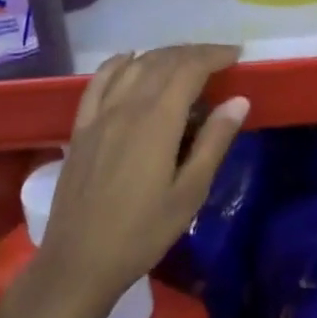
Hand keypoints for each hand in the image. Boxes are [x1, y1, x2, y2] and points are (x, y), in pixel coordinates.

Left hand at [0, 45, 248, 317]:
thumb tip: (238, 100)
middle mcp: (127, 107)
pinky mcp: (81, 128)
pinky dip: (118, 63)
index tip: (236, 55)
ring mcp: (99, 115)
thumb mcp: (189, 194)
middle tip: (219, 59)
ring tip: (185, 60)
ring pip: (134, 66)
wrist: (78, 264)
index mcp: (157, 121)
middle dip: (194, 53)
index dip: (214, 55)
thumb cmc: (141, 233)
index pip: (189, 69)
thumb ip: (214, 142)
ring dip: (163, 55)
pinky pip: (99, 81)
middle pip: (163, 62)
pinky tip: (129, 59)